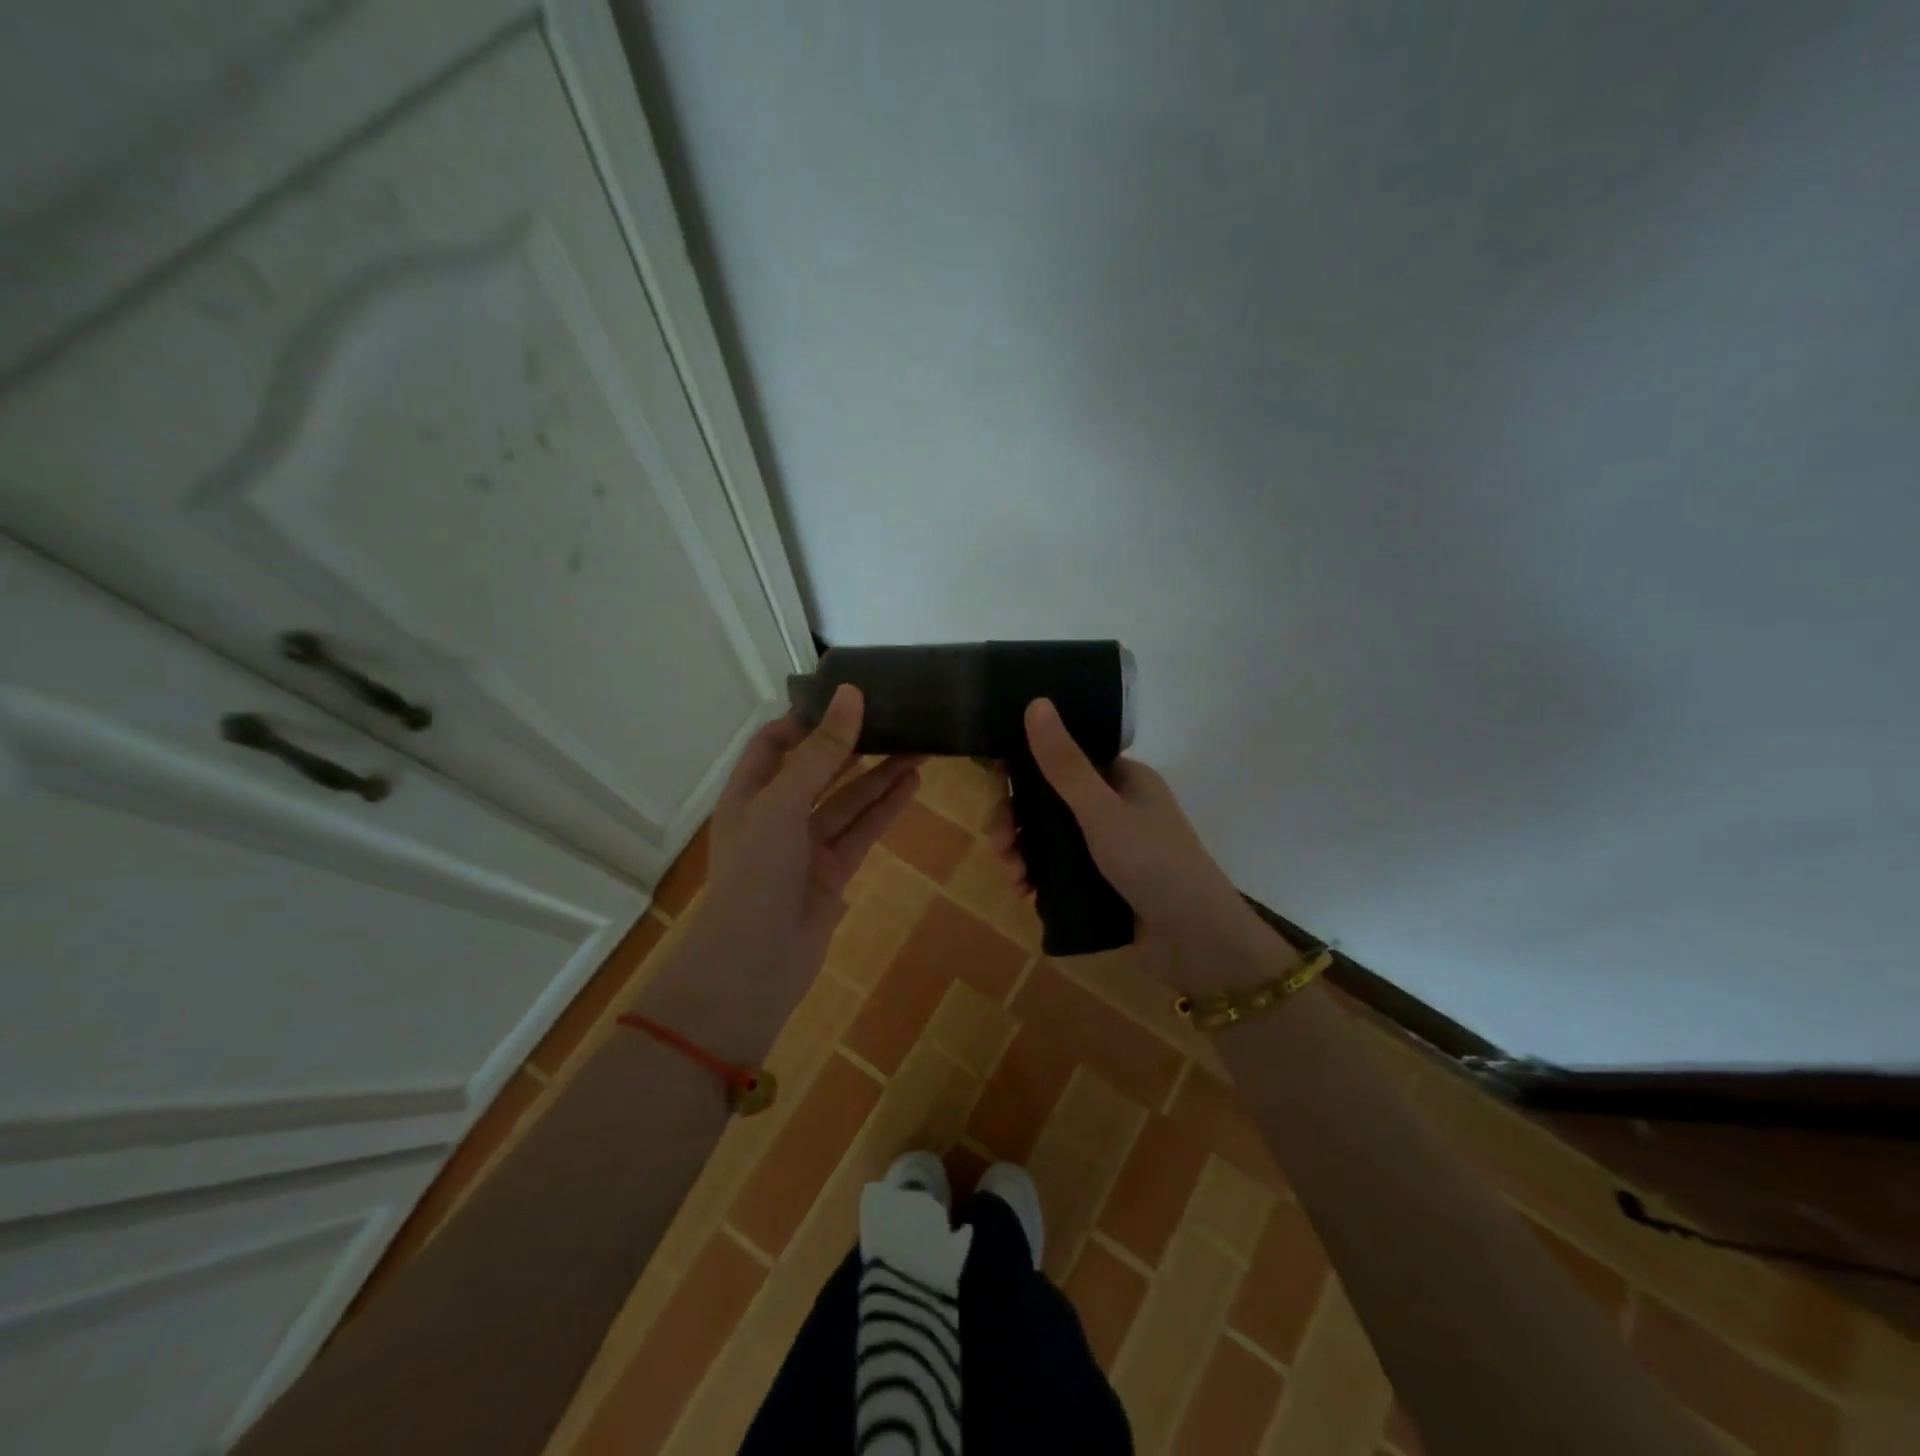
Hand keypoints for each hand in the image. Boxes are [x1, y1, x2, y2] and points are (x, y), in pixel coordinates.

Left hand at [704, 684, 923, 981]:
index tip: (847, 698)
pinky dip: (886, 809)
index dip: (806, 720)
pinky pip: (862, 832)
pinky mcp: (832, 872)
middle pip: (818, 769)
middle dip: (853, 745)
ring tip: (920, 745)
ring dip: (879, 775)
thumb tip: (851, 694)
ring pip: (848, 801)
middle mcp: (775, 814)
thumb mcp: (784, 804)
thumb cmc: (756, 874)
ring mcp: (805, 846)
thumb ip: (821, 752)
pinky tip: (913, 783)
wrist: (754, 966)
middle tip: (895, 717)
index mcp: (749, 793)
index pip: (774, 743)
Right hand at [987, 699, 1284, 989]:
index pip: (1064, 759)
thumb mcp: (1102, 811)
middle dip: (1017, 820)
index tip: (996, 785)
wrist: (1196, 942)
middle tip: (1000, 842)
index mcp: (1122, 779)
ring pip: (1049, 838)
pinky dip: (1036, 876)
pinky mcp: (1102, 882)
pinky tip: (1022, 892)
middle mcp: (1115, 807)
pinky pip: (1058, 869)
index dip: (1026, 768)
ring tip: (1012, 876)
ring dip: (1022, 851)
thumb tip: (1036, 703)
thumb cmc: (1153, 864)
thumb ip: (1064, 764)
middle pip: (1049, 801)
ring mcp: (1109, 847)